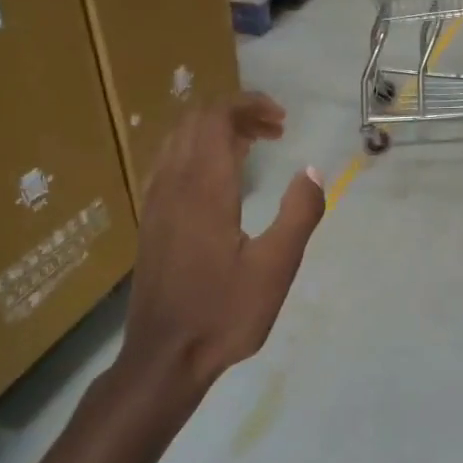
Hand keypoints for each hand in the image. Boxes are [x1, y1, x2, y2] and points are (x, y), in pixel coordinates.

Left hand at [121, 93, 325, 394]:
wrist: (165, 356)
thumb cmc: (224, 313)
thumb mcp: (276, 268)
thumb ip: (299, 213)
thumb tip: (312, 171)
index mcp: (203, 189)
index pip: (215, 118)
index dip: (248, 105)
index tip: (282, 119)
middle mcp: (172, 185)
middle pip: (195, 122)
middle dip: (236, 114)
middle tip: (276, 132)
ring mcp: (155, 203)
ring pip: (178, 141)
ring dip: (215, 132)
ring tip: (253, 148)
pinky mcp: (150, 222)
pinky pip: (169, 164)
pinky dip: (197, 152)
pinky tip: (219, 179)